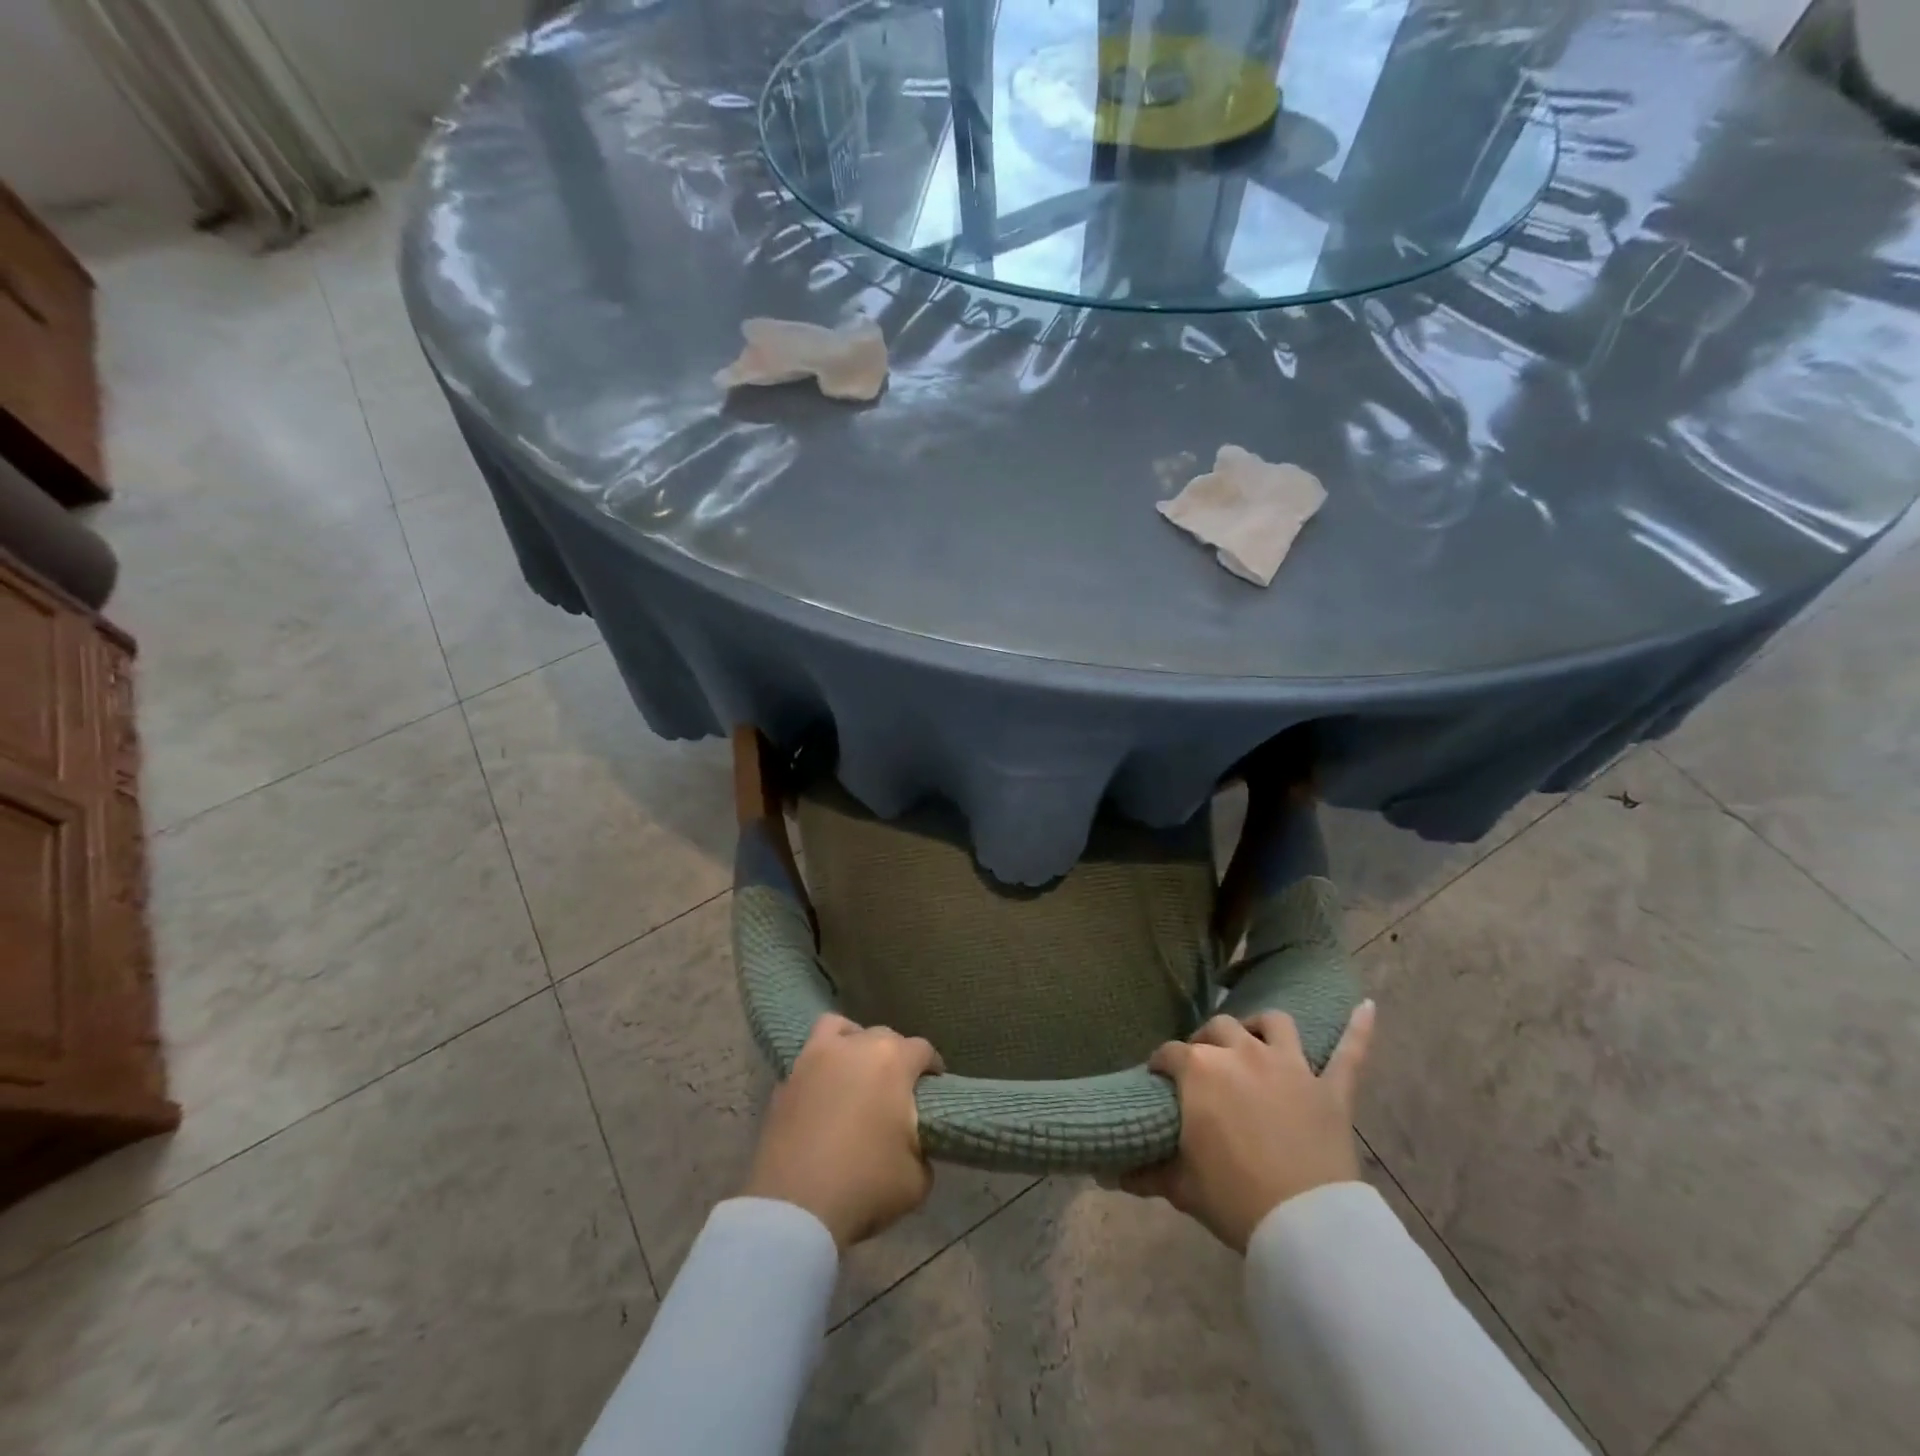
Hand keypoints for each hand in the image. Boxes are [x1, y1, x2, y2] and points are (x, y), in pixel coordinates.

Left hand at [743, 1014, 944, 1249]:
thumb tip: (914, 1143)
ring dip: (853, 1042)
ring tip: (856, 1070)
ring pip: (841, 1029)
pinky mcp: (786, 1079)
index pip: (923, 1049)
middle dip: (895, 1056)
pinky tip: (824, 1094)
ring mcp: (815, 1058)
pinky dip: (820, 1068)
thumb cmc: (864, 1185)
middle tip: (896, 1088)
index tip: (934, 1087)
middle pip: (884, 1036)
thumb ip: (923, 1149)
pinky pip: (809, 1059)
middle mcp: (855, 1046)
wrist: (794, 1207)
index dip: (932, 1067)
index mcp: (893, 1061)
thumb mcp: (917, 1179)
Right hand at [1122, 1001, 1375, 1252]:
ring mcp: (1290, 1066)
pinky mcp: (1331, 1088)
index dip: (1161, 1064)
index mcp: (1201, 1070)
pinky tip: (1368, 1007)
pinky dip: (1359, 1028)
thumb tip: (1111, 1175)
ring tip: (1254, 1038)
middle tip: (1203, 1066)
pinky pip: (1350, 1052)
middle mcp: (1242, 1053)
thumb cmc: (1234, 1199)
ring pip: (1273, 1024)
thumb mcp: (1182, 1187)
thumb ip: (1146, 1173)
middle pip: (1218, 1029)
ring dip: (1260, 1026)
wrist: (1304, 1227)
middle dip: (1205, 1042)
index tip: (1158, 1078)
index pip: (1170, 1054)